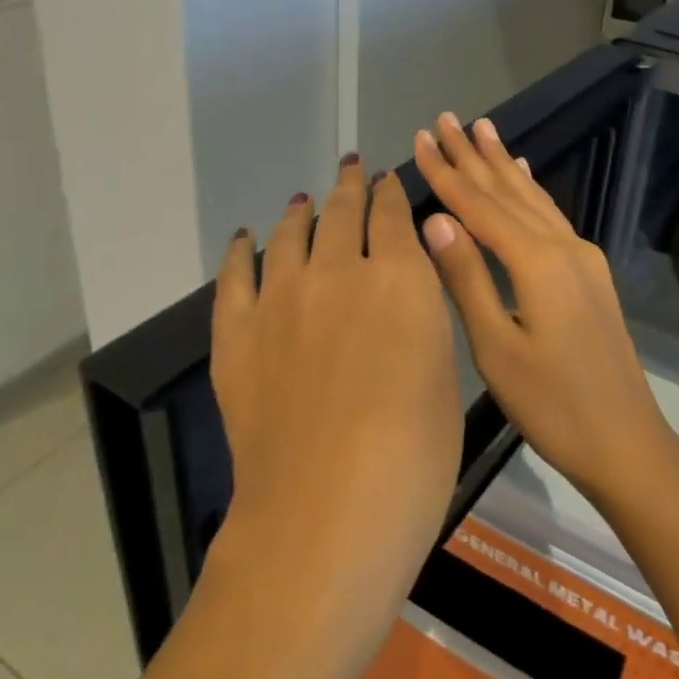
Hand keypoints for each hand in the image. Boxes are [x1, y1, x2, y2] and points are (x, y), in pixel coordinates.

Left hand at [211, 157, 462, 598]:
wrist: (328, 509)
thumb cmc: (415, 453)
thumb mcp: (444, 374)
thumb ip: (423, 318)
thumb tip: (405, 289)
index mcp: (399, 276)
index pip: (394, 214)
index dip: (391, 193)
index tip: (388, 181)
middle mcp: (338, 270)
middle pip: (342, 211)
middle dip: (350, 186)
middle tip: (351, 169)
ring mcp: (281, 298)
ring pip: (290, 234)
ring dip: (300, 211)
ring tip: (303, 200)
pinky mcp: (237, 332)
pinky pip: (234, 276)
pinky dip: (240, 251)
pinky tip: (244, 238)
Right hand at [413, 112, 678, 508]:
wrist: (625, 440)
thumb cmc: (552, 405)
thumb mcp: (496, 347)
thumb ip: (466, 277)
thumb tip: (434, 218)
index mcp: (536, 262)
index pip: (479, 206)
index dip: (446, 173)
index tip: (420, 139)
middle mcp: (562, 247)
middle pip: (508, 191)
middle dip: (473, 155)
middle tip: (446, 119)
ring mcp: (581, 257)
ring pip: (533, 198)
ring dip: (503, 164)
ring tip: (483, 129)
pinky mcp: (589, 272)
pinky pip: (552, 216)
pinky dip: (531, 191)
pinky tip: (526, 176)